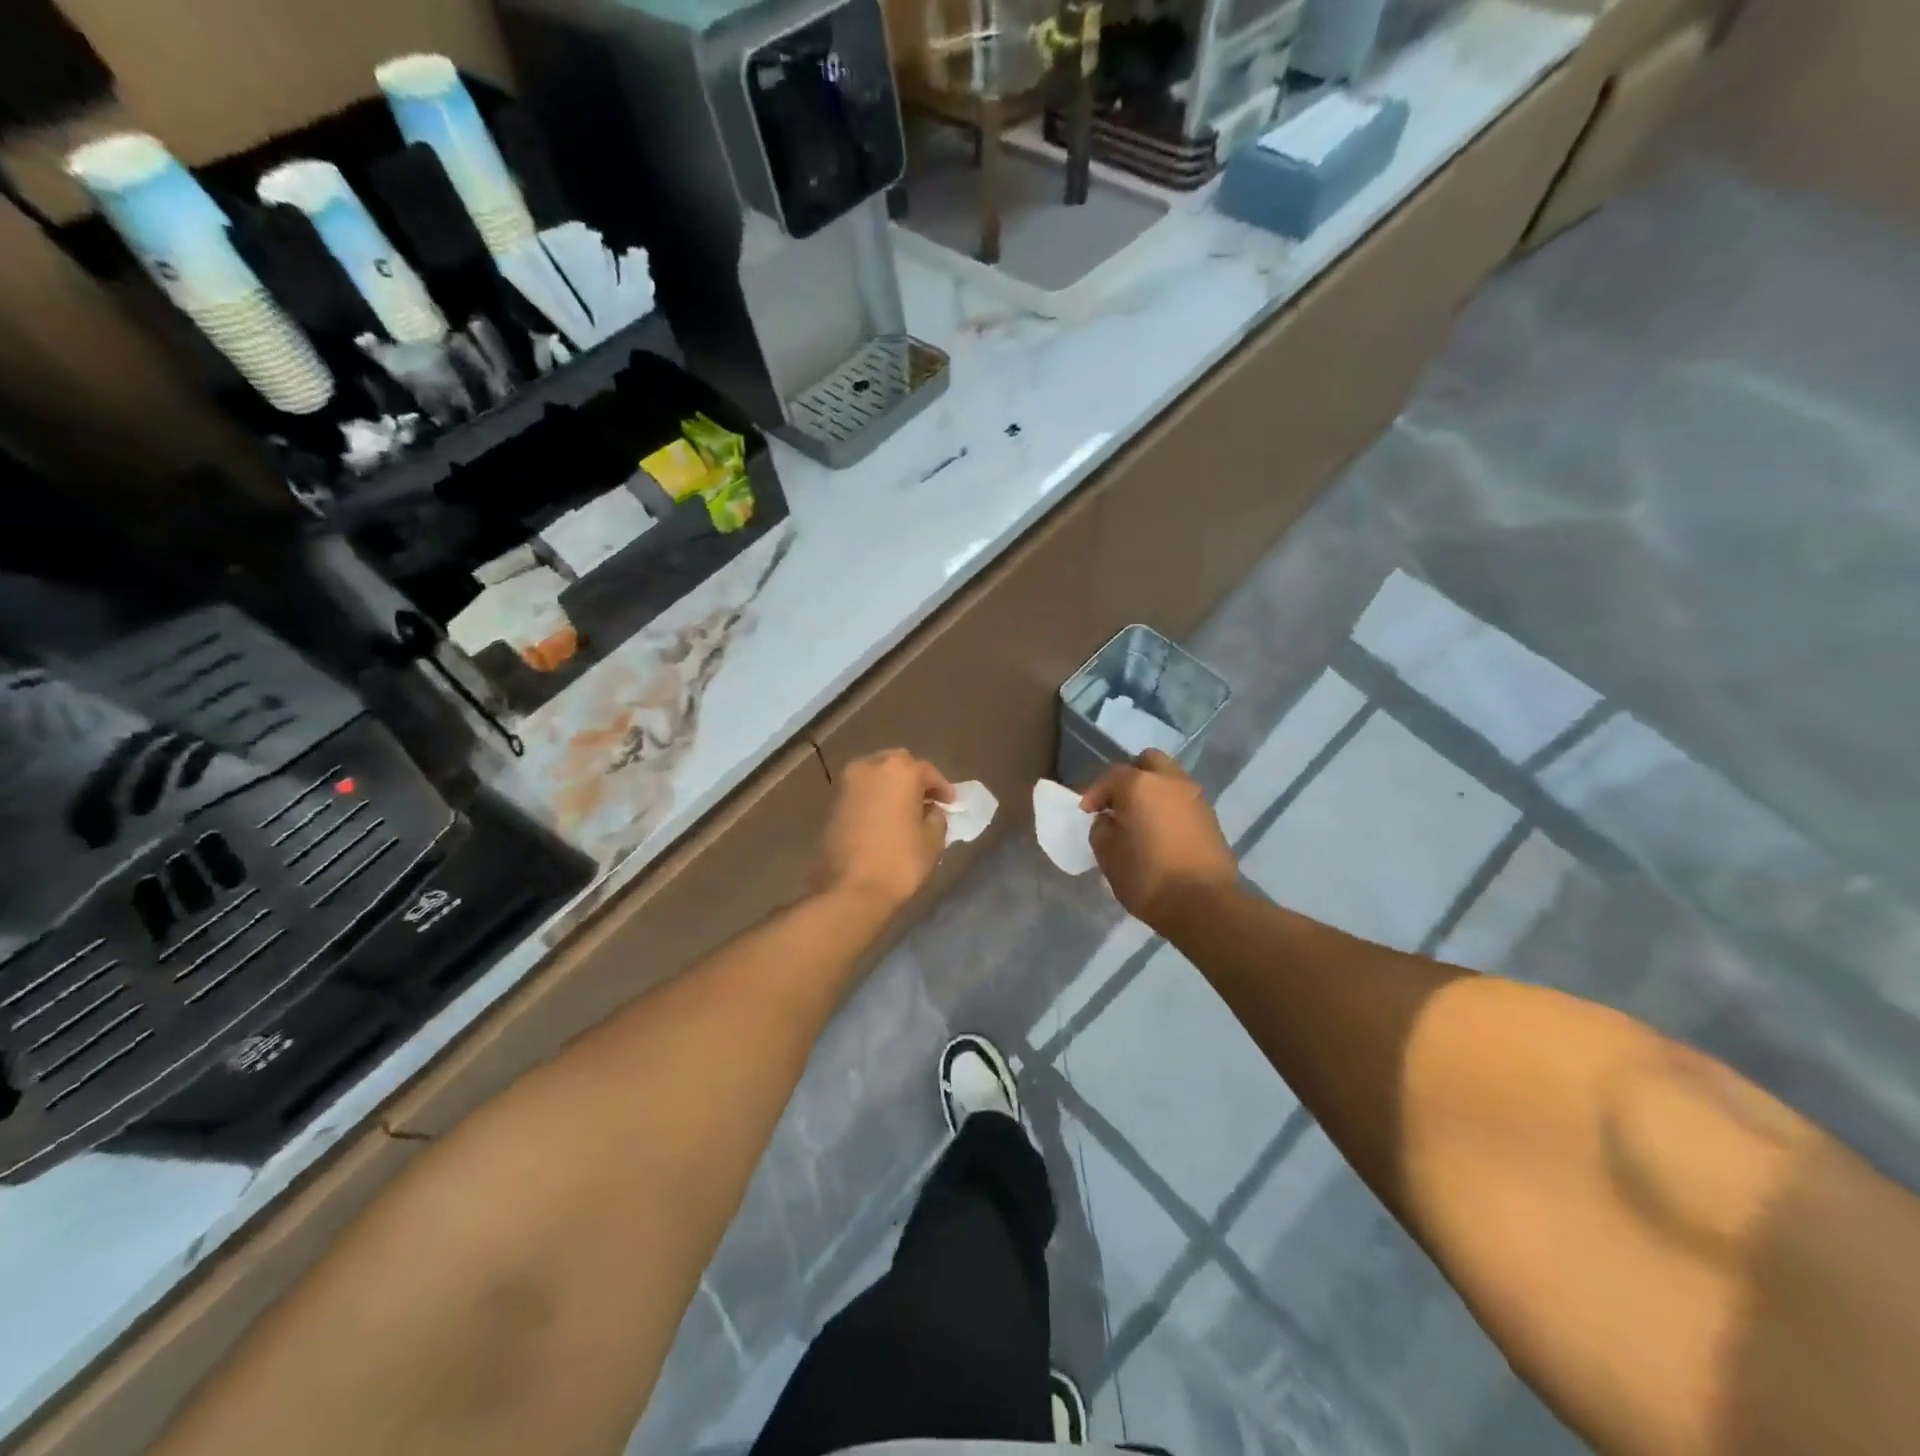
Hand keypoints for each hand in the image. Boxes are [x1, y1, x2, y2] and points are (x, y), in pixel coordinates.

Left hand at [812, 749, 954, 913]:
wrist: (849, 890)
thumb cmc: (899, 862)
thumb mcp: (933, 841)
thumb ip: (936, 817)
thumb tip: (930, 811)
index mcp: (900, 770)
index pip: (928, 771)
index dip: (942, 788)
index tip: (951, 804)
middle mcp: (870, 766)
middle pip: (899, 764)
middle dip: (914, 779)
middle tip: (927, 801)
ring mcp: (847, 783)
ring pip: (876, 775)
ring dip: (892, 787)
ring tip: (905, 810)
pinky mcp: (833, 802)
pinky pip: (862, 791)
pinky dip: (875, 798)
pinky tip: (885, 818)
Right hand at [1082, 750, 1237, 931]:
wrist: (1204, 904)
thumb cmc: (1147, 877)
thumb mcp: (1108, 856)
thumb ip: (1101, 829)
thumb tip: (1108, 820)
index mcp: (1139, 785)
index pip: (1111, 776)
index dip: (1095, 794)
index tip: (1087, 813)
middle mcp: (1170, 781)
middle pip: (1148, 762)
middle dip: (1130, 777)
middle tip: (1118, 803)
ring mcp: (1195, 797)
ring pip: (1170, 779)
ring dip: (1153, 792)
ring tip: (1141, 819)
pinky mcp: (1211, 817)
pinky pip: (1184, 801)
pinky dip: (1170, 807)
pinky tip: (1161, 832)